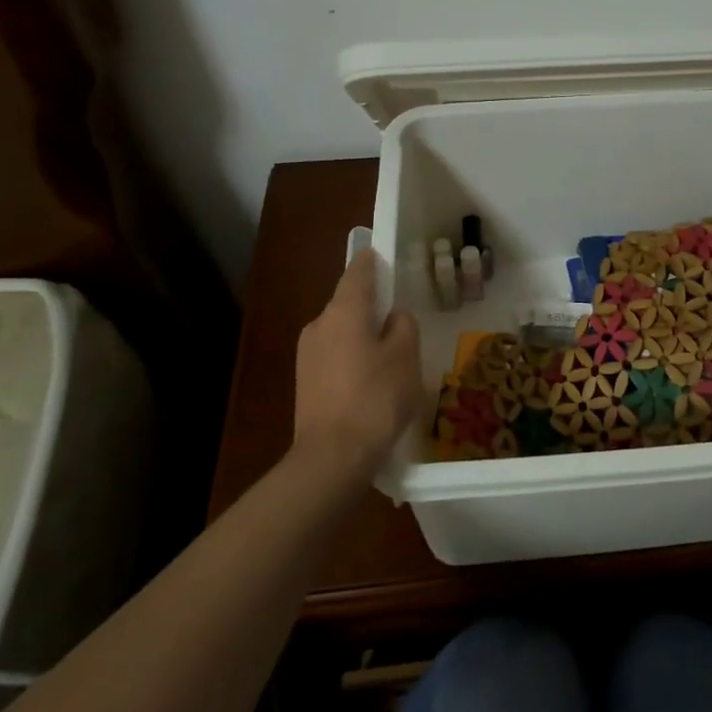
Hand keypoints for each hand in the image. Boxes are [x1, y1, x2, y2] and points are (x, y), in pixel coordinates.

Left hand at [290, 250, 423, 482]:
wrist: (333, 456)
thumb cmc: (376, 398)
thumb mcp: (406, 356)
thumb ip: (404, 326)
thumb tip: (394, 316)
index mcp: (344, 311)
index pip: (357, 272)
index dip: (371, 261)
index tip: (381, 255)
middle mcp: (319, 325)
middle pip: (349, 304)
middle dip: (372, 307)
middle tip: (400, 318)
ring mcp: (307, 355)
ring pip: (342, 332)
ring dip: (363, 336)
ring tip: (392, 358)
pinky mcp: (305, 382)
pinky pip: (335, 357)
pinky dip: (353, 359)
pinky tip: (372, 382)